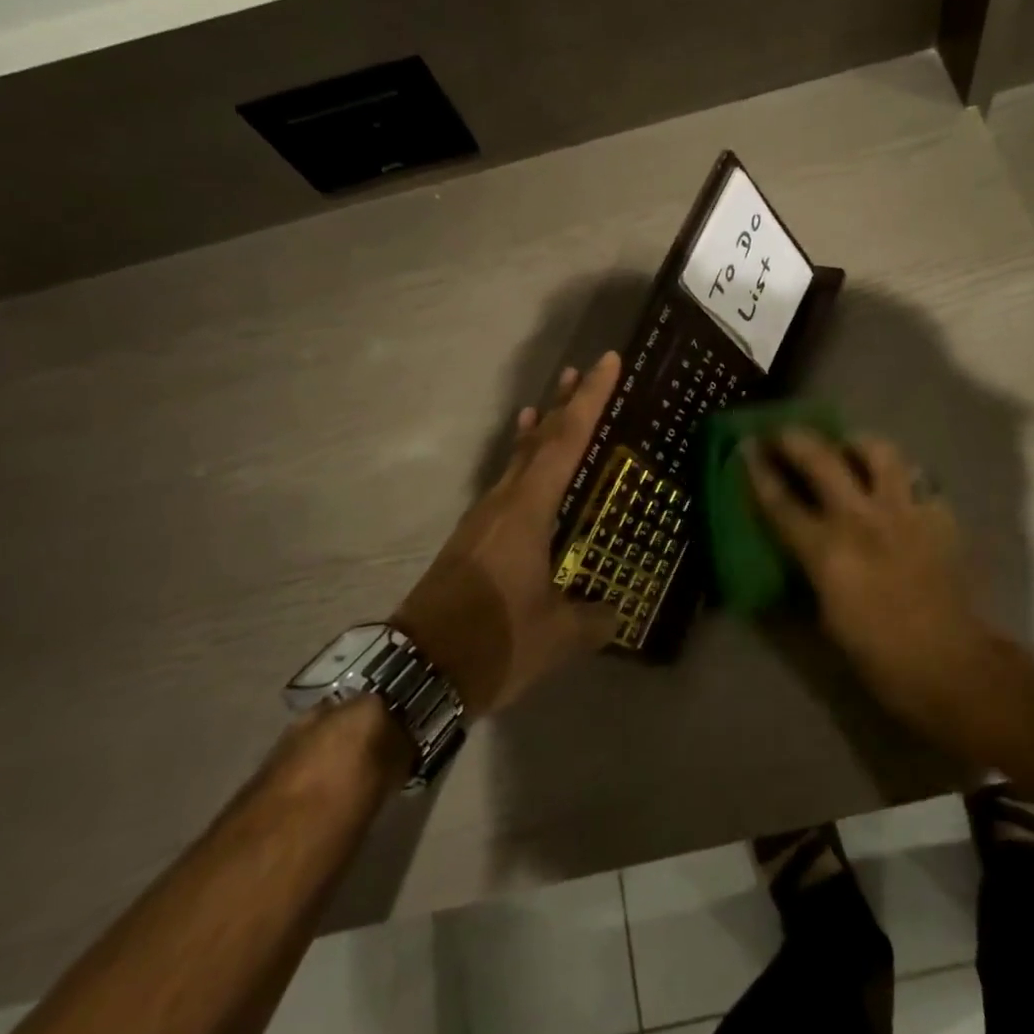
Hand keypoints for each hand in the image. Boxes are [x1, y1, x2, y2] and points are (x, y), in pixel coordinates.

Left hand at [391, 353, 622, 716]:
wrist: (417, 672)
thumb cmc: (493, 642)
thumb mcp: (557, 636)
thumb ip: (594, 620)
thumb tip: (616, 614)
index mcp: (527, 509)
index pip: (566, 440)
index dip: (590, 399)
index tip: (607, 362)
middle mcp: (503, 501)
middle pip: (539, 439)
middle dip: (564, 404)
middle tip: (584, 371)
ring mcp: (483, 519)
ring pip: (518, 459)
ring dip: (541, 430)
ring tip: (554, 404)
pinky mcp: (472, 539)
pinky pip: (506, 484)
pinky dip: (522, 463)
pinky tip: (526, 470)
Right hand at [744, 429, 1011, 738]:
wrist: (952, 665)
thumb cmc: (879, 655)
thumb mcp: (826, 617)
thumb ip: (809, 571)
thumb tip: (797, 549)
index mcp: (828, 551)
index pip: (781, 502)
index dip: (758, 472)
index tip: (745, 447)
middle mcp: (862, 519)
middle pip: (821, 459)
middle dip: (794, 439)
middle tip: (783, 433)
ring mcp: (904, 511)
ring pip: (878, 451)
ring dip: (855, 444)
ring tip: (847, 448)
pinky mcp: (938, 514)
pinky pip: (915, 477)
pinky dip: (899, 475)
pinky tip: (895, 487)